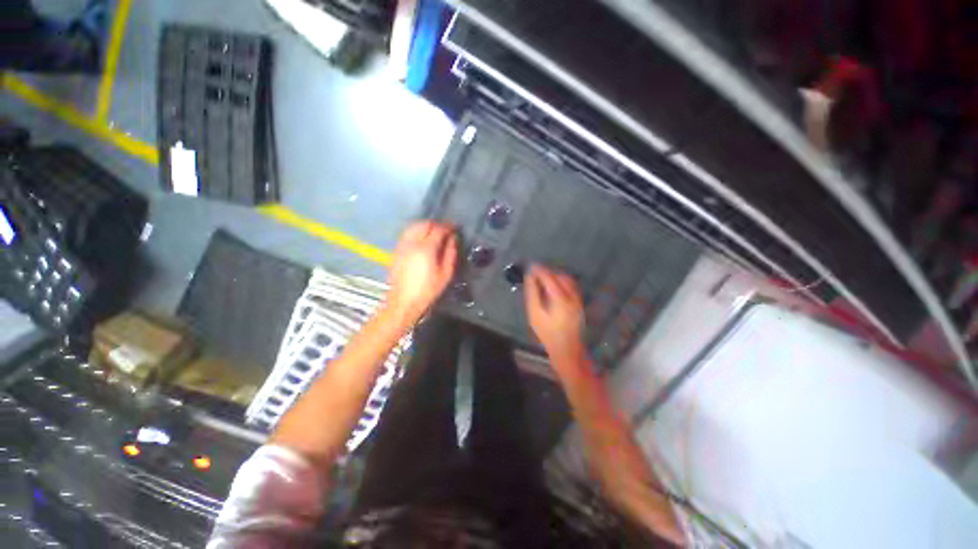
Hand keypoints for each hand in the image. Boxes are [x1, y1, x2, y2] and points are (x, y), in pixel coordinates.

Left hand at [385, 220, 457, 325]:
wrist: (403, 302)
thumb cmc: (428, 290)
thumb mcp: (446, 274)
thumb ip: (450, 253)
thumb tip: (453, 239)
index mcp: (427, 248)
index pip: (439, 229)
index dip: (448, 226)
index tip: (455, 227)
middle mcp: (412, 243)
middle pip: (425, 224)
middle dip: (437, 224)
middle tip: (446, 230)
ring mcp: (402, 245)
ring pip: (414, 226)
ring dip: (426, 225)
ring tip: (435, 232)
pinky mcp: (397, 250)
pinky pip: (407, 233)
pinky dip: (417, 230)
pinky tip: (422, 237)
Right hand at [525, 264, 585, 361]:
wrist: (567, 349)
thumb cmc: (547, 333)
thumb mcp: (535, 314)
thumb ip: (533, 293)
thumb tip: (530, 277)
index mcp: (560, 299)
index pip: (550, 278)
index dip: (540, 270)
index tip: (531, 266)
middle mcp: (572, 296)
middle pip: (560, 276)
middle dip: (547, 271)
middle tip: (535, 272)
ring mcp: (578, 299)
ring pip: (567, 280)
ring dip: (555, 275)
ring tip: (543, 277)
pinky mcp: (579, 303)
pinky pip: (571, 286)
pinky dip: (562, 281)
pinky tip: (554, 285)